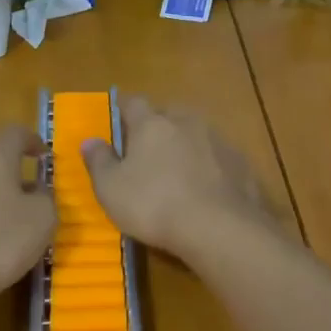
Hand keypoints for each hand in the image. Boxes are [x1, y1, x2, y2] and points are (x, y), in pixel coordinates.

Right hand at [81, 96, 273, 260]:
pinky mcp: (241, 163)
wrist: (220, 227)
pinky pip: (218, 157)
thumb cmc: (154, 205)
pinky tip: (206, 189)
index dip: (124, 111)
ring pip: (196, 133)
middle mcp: (186, 122)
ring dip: (186, 146)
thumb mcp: (111, 189)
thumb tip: (89, 140)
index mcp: (151, 124)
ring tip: (178, 171)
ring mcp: (218, 140)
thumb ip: (99, 161)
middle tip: (147, 150)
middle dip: (158, 126)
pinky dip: (209, 166)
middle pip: (168, 114)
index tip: (118, 122)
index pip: (133, 103)